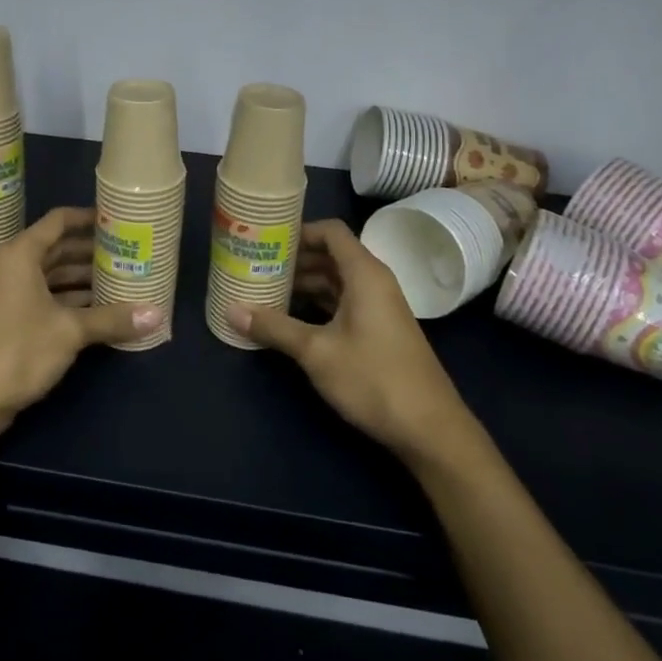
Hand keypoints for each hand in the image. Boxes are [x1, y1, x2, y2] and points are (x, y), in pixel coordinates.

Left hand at [0, 207, 160, 437]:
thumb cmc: (16, 351)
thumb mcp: (69, 332)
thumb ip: (112, 319)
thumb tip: (157, 315)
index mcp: (20, 254)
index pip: (58, 221)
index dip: (88, 218)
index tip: (118, 220)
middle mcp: (10, 267)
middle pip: (56, 249)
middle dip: (91, 252)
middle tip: (128, 253)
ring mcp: (5, 295)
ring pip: (50, 276)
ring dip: (81, 279)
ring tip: (120, 281)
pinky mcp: (6, 320)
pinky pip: (43, 298)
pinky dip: (68, 300)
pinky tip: (97, 311)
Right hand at [229, 220, 483, 465]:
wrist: (430, 429)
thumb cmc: (374, 378)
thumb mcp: (317, 352)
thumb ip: (275, 327)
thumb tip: (231, 310)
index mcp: (364, 274)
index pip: (330, 232)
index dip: (299, 231)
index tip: (266, 240)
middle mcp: (374, 282)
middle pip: (330, 255)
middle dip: (294, 259)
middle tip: (256, 266)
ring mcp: (378, 307)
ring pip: (335, 281)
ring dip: (304, 284)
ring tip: (265, 291)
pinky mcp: (378, 330)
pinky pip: (342, 303)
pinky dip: (317, 303)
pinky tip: (290, 319)